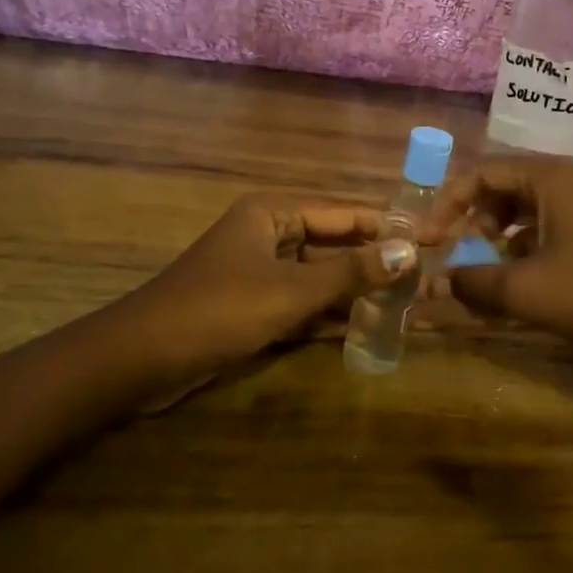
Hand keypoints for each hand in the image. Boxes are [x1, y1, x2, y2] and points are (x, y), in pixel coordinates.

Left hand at [124, 194, 418, 377]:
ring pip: (321, 275)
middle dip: (376, 261)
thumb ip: (351, 272)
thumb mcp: (291, 291)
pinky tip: (369, 326)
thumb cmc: (218, 310)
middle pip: (335, 243)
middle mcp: (270, 233)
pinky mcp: (256, 304)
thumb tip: (409, 253)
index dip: (387, 227)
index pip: (344, 213)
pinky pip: (304, 301)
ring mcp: (262, 271)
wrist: (141, 360)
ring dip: (358, 290)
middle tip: (425, 277)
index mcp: (273, 212)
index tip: (431, 240)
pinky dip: (332, 313)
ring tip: (407, 303)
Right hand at [432, 159, 572, 401]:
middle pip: (505, 188)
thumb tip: (433, 284)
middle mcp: (570, 182)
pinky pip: (551, 229)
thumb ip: (472, 283)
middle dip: (475, 221)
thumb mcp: (525, 291)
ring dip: (500, 239)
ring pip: (528, 211)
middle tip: (460, 254)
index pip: (482, 174)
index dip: (447, 205)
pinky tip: (524, 284)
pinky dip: (527, 250)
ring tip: (489, 274)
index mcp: (550, 178)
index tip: (427, 240)